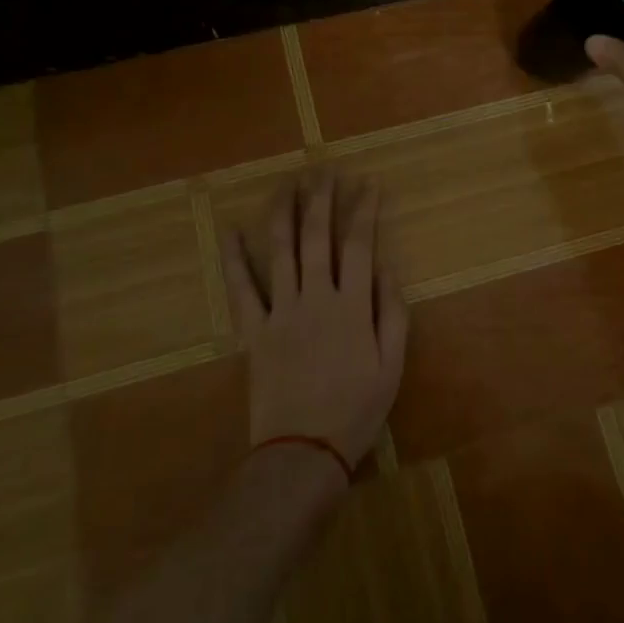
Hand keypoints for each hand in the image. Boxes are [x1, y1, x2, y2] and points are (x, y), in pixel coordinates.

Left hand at [226, 173, 408, 470]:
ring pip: (280, 251)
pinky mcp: (253, 331)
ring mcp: (280, 311)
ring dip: (284, 213)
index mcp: (352, 306)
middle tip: (325, 171)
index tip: (368, 184)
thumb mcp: (392, 366)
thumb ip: (392, 313)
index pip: (359, 245)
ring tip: (288, 183)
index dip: (364, 211)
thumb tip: (387, 268)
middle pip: (318, 236)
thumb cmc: (356, 410)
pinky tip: (231, 229)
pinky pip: (241, 288)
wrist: (302, 451)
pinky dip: (234, 258)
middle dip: (322, 199)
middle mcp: (315, 297)